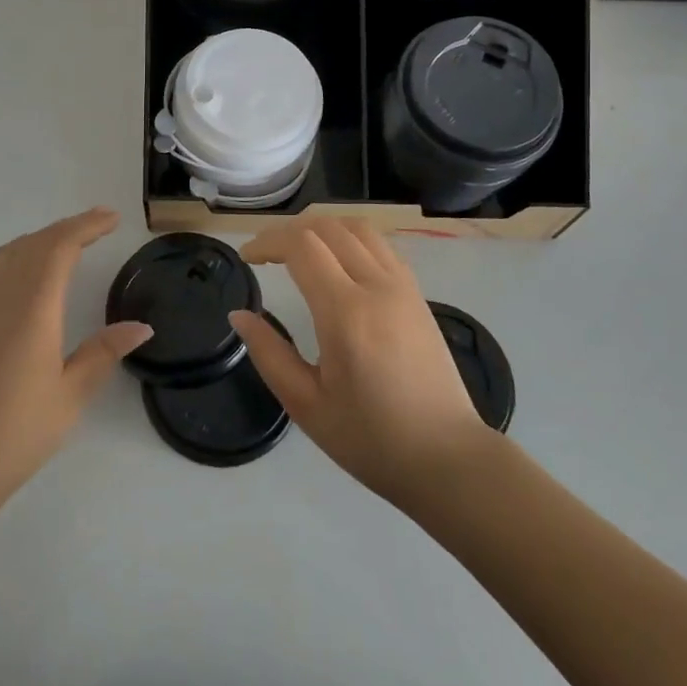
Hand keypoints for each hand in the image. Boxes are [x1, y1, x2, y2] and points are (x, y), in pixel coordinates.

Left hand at [0, 208, 151, 515]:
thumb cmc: (18, 431)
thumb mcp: (71, 394)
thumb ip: (104, 353)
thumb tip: (141, 327)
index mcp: (33, 309)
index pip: (59, 249)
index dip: (86, 227)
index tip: (112, 219)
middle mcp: (2, 300)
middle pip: (33, 245)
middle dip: (66, 228)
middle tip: (98, 224)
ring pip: (6, 256)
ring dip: (37, 240)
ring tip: (63, 243)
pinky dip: (5, 262)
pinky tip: (11, 276)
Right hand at [231, 218, 493, 508]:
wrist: (447, 458)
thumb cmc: (372, 440)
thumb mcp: (307, 405)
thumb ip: (269, 354)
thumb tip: (239, 315)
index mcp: (345, 312)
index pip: (301, 246)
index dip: (268, 242)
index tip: (247, 258)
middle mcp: (376, 286)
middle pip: (327, 227)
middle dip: (288, 231)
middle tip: (265, 254)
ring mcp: (403, 286)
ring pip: (357, 228)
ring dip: (321, 228)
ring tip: (298, 250)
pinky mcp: (417, 294)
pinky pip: (380, 245)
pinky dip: (349, 238)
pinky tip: (337, 262)